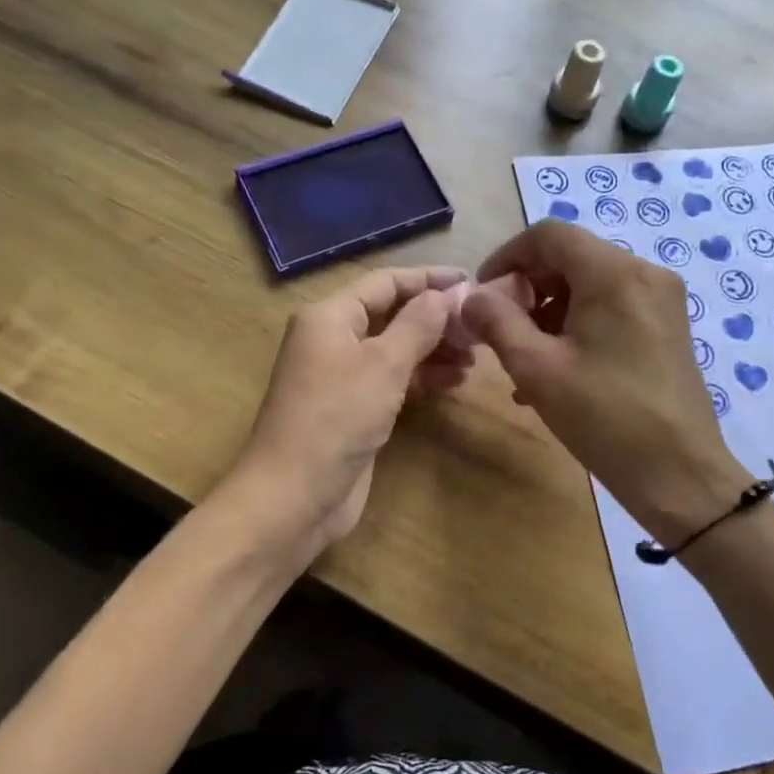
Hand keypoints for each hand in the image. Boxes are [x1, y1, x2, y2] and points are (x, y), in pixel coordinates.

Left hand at [228, 266, 472, 550]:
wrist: (294, 495)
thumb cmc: (336, 418)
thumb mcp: (383, 365)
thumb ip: (418, 324)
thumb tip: (446, 293)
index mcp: (329, 317)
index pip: (384, 282)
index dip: (428, 279)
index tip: (471, 283)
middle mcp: (332, 340)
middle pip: (390, 315)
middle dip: (434, 319)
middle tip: (478, 330)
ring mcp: (341, 377)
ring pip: (394, 349)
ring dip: (432, 350)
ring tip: (473, 360)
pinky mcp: (352, 409)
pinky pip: (391, 380)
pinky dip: (420, 378)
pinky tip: (453, 383)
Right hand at [464, 220, 750, 546]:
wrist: (679, 474)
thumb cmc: (604, 417)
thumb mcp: (537, 368)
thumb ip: (497, 322)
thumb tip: (471, 297)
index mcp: (614, 273)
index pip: (549, 235)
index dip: (507, 257)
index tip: (483, 295)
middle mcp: (644, 274)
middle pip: (570, 259)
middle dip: (527, 290)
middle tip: (499, 332)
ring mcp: (661, 301)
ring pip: (589, 287)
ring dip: (548, 314)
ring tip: (521, 362)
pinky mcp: (667, 328)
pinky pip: (611, 310)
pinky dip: (577, 328)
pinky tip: (554, 372)